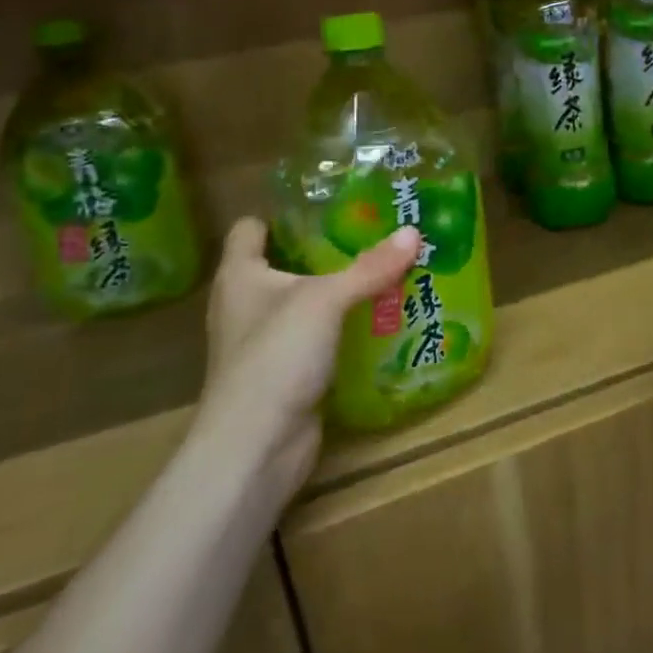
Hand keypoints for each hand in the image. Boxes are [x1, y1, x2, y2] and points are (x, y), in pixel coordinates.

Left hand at [197, 219, 420, 495]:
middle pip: (284, 263)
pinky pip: (318, 339)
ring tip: (386, 271)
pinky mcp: (286, 374)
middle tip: (374, 234)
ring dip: (339, 292)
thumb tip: (413, 232)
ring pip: (305, 303)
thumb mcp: (326, 301)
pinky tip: (379, 320)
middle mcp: (245, 304)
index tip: (329, 204)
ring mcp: (265, 343)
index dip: (283, 213)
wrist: (255, 449)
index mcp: (239, 275)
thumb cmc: (276, 357)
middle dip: (326, 249)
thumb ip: (370, 267)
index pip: (251, 228)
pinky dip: (344, 329)